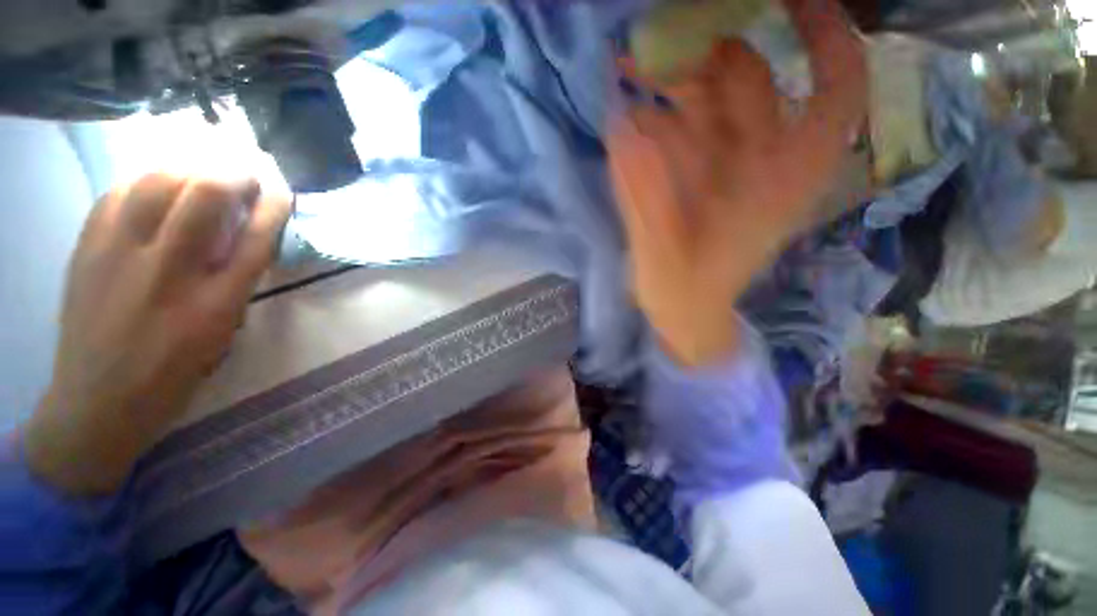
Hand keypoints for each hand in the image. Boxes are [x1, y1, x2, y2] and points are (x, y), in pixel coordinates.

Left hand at [24, 174, 290, 494]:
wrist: (97, 401)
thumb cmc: (173, 374)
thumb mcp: (222, 334)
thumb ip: (235, 281)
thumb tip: (244, 236)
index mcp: (215, 304)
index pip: (257, 238)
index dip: (274, 205)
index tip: (282, 189)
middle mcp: (169, 272)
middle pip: (206, 196)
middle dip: (234, 173)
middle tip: (245, 173)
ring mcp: (119, 255)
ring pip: (159, 181)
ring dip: (190, 168)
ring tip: (203, 172)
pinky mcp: (86, 248)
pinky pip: (120, 192)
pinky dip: (146, 178)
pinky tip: (157, 183)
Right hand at [609, 0, 866, 366]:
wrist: (685, 311)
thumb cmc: (685, 293)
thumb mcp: (666, 258)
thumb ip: (647, 203)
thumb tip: (626, 130)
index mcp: (778, 181)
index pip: (834, 93)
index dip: (826, 39)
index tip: (794, 0)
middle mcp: (761, 161)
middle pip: (747, 82)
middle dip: (702, 52)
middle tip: (648, 42)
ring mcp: (725, 164)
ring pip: (708, 100)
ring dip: (670, 77)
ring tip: (626, 66)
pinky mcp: (697, 174)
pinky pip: (681, 128)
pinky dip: (655, 113)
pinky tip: (627, 111)